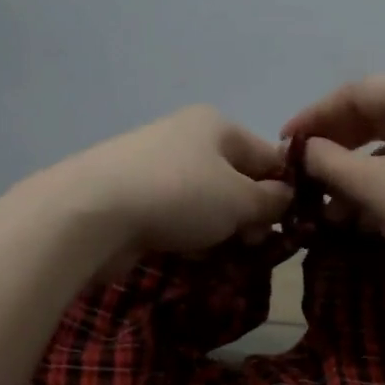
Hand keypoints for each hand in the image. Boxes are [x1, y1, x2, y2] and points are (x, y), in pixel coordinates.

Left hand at [47, 105, 292, 271]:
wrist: (93, 214)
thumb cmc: (180, 196)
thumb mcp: (240, 199)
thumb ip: (272, 200)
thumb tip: (287, 197)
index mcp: (217, 126)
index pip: (269, 156)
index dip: (286, 191)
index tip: (291, 227)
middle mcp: (187, 139)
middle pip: (237, 181)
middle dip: (251, 217)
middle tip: (254, 247)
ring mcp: (157, 168)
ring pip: (208, 204)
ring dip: (222, 232)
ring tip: (226, 257)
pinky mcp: (136, 199)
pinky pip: (178, 218)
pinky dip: (191, 238)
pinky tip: (193, 258)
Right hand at [282, 74, 384, 299]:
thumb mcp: (372, 186)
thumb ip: (328, 161)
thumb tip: (304, 148)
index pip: (358, 92)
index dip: (315, 116)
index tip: (284, 141)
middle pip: (379, 115)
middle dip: (337, 145)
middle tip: (303, 166)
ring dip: (358, 171)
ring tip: (327, 203)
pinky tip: (361, 213)